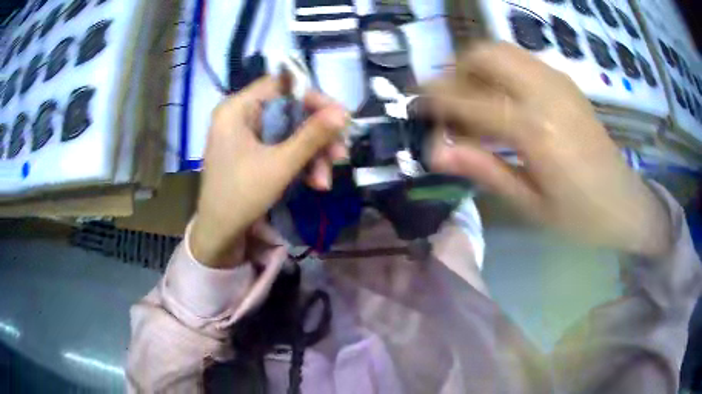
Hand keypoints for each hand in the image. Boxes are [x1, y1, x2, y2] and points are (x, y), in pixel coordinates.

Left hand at [190, 77, 348, 267]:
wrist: (219, 236)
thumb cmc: (241, 197)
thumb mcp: (280, 165)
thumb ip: (312, 136)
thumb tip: (344, 113)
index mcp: (237, 109)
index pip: (281, 85)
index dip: (312, 97)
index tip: (340, 117)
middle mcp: (241, 116)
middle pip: (290, 110)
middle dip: (317, 136)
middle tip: (340, 154)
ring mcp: (246, 135)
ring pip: (290, 132)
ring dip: (313, 155)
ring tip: (325, 181)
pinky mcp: (253, 153)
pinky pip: (283, 147)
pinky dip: (300, 163)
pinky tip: (315, 183)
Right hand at [428, 43, 670, 256]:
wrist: (625, 204)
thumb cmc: (580, 217)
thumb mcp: (530, 204)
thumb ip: (484, 170)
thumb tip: (436, 151)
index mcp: (537, 130)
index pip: (470, 100)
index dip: (436, 101)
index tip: (416, 108)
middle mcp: (546, 92)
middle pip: (485, 54)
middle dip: (456, 71)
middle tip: (448, 102)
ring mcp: (559, 82)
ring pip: (503, 50)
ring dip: (478, 67)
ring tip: (473, 100)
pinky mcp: (566, 83)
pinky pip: (522, 60)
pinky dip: (501, 70)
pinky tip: (503, 100)